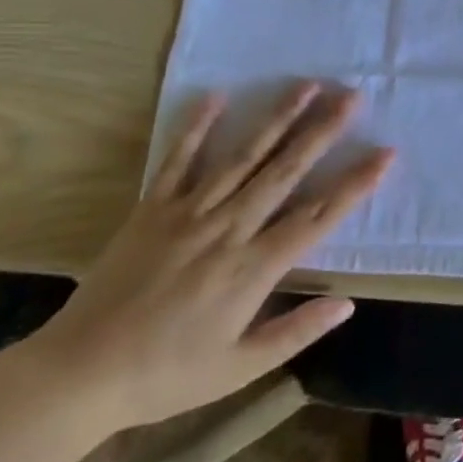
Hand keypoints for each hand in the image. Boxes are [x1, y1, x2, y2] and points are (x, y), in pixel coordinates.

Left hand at [24, 83, 392, 434]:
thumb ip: (296, 332)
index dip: (355, 184)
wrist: (78, 374)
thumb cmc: (165, 375)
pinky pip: (178, 161)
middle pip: (285, 171)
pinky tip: (217, 96)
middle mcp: (228, 229)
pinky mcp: (152, 209)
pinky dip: (197, 127)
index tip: (384, 153)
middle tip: (351, 97)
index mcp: (253, 268)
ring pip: (243, 157)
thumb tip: (348, 304)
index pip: (318, 217)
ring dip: (277, 119)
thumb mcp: (238, 369)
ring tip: (306, 86)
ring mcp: (189, 213)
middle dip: (322, 131)